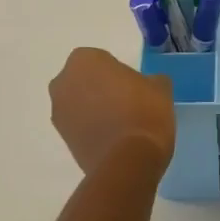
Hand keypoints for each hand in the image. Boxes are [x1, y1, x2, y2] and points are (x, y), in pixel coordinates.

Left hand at [50, 47, 175, 175]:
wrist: (128, 161)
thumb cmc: (144, 112)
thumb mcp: (160, 87)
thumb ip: (150, 80)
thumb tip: (147, 85)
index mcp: (84, 60)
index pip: (102, 60)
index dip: (118, 73)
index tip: (134, 87)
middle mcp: (63, 82)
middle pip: (85, 80)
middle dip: (100, 89)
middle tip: (126, 103)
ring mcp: (59, 112)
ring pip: (79, 103)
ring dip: (94, 109)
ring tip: (120, 124)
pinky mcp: (61, 139)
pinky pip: (79, 125)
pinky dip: (91, 128)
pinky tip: (113, 139)